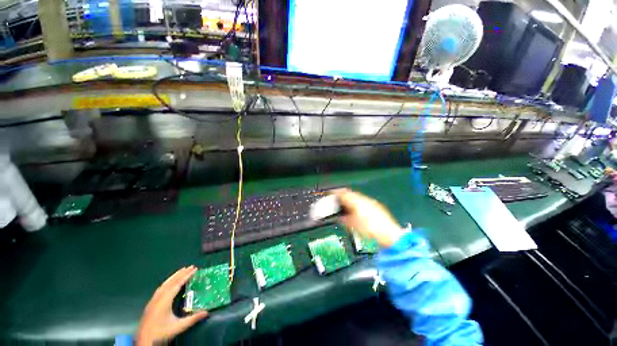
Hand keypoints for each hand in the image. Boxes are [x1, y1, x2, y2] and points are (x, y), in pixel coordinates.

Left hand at [136, 266, 208, 344]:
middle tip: (191, 266)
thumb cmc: (161, 333)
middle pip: (170, 282)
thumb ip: (193, 319)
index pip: (177, 284)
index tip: (195, 269)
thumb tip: (207, 312)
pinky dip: (168, 281)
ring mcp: (153, 300)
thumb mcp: (178, 327)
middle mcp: (158, 298)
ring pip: (164, 284)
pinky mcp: (151, 303)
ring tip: (182, 270)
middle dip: (181, 273)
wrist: (144, 341)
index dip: (186, 276)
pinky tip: (170, 282)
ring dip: (174, 276)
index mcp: (165, 301)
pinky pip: (161, 288)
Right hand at [332, 189, 403, 247]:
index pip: (343, 194)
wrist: (391, 236)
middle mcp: (364, 199)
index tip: (330, 193)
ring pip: (356, 196)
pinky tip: (355, 209)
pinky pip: (363, 200)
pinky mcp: (376, 206)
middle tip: (336, 199)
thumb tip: (339, 217)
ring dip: (349, 198)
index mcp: (357, 202)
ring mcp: (371, 202)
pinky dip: (356, 202)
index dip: (335, 193)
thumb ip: (344, 219)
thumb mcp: (354, 226)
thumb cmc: (370, 230)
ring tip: (344, 204)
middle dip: (342, 195)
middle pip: (350, 193)